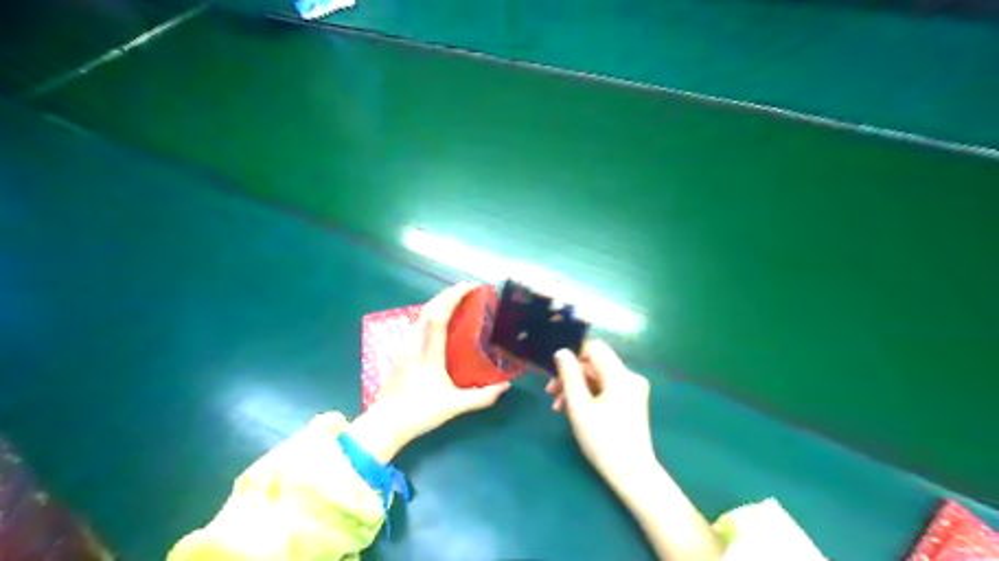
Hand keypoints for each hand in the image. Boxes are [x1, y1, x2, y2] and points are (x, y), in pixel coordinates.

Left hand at [347, 283, 508, 462]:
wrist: (385, 424)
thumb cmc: (419, 412)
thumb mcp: (455, 406)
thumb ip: (482, 397)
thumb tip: (506, 386)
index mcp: (429, 353)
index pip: (439, 316)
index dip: (454, 297)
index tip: (471, 287)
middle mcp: (416, 343)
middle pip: (429, 309)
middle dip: (448, 293)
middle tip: (469, 288)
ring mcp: (406, 346)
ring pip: (421, 314)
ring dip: (439, 301)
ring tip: (458, 299)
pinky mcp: (402, 352)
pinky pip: (418, 323)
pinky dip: (432, 312)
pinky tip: (441, 319)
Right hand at [545, 340, 656, 484]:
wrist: (632, 474)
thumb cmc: (603, 440)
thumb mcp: (579, 406)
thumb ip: (569, 375)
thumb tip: (561, 352)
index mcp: (620, 374)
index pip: (594, 347)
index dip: (573, 353)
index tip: (554, 369)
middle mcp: (630, 377)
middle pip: (595, 364)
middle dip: (571, 375)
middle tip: (550, 391)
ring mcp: (632, 390)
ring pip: (598, 378)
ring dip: (577, 387)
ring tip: (557, 406)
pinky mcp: (631, 403)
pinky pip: (605, 389)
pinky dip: (589, 396)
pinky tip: (572, 410)